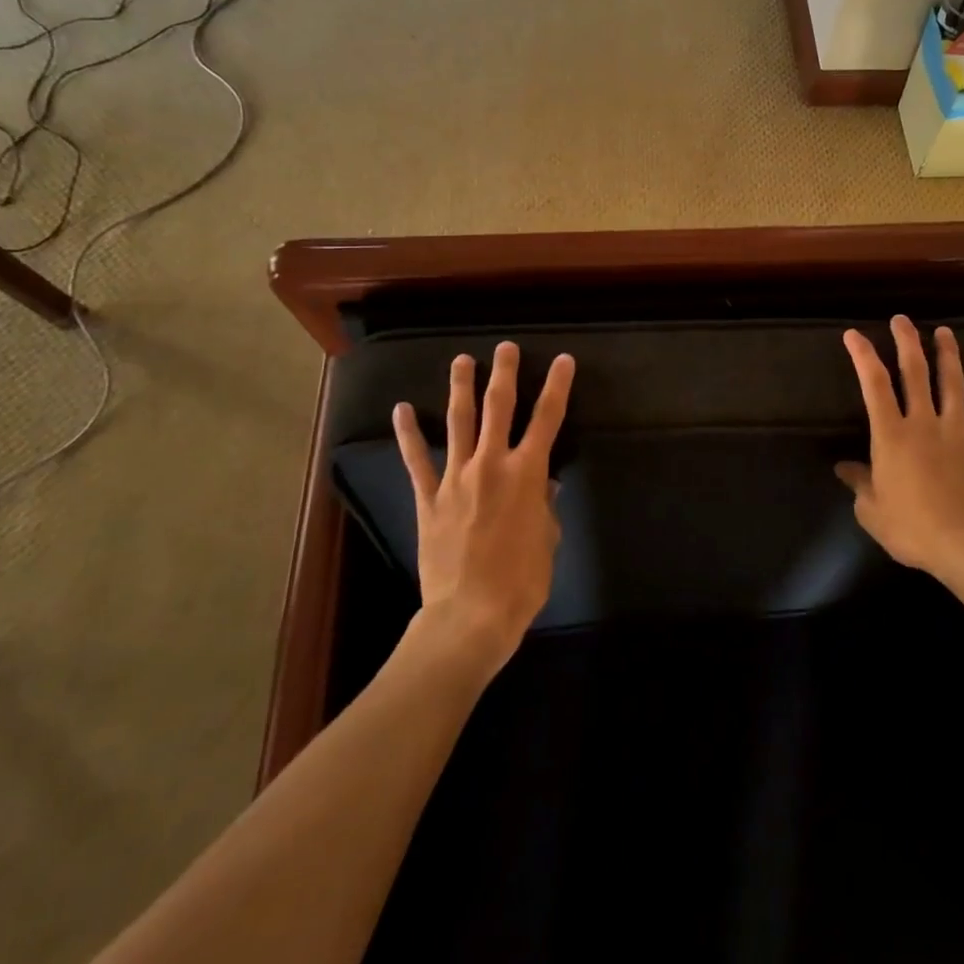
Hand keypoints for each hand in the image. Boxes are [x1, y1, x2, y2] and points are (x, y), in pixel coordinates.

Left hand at [393, 342, 575, 675]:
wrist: (469, 616)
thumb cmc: (521, 582)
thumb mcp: (548, 541)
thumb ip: (544, 507)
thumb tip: (544, 486)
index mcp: (527, 474)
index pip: (547, 419)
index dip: (558, 387)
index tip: (563, 360)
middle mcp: (491, 465)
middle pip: (499, 408)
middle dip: (504, 373)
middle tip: (506, 348)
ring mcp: (456, 478)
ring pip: (459, 423)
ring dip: (461, 388)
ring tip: (461, 360)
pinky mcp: (429, 498)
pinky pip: (417, 460)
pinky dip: (408, 434)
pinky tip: (400, 410)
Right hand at [837, 316, 963, 588]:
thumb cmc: (912, 529)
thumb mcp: (871, 511)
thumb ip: (859, 484)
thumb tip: (844, 468)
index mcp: (892, 436)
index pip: (874, 385)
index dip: (863, 356)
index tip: (853, 334)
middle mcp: (925, 425)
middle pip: (915, 374)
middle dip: (907, 343)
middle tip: (901, 319)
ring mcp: (959, 435)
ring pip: (953, 387)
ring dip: (949, 358)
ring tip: (945, 333)